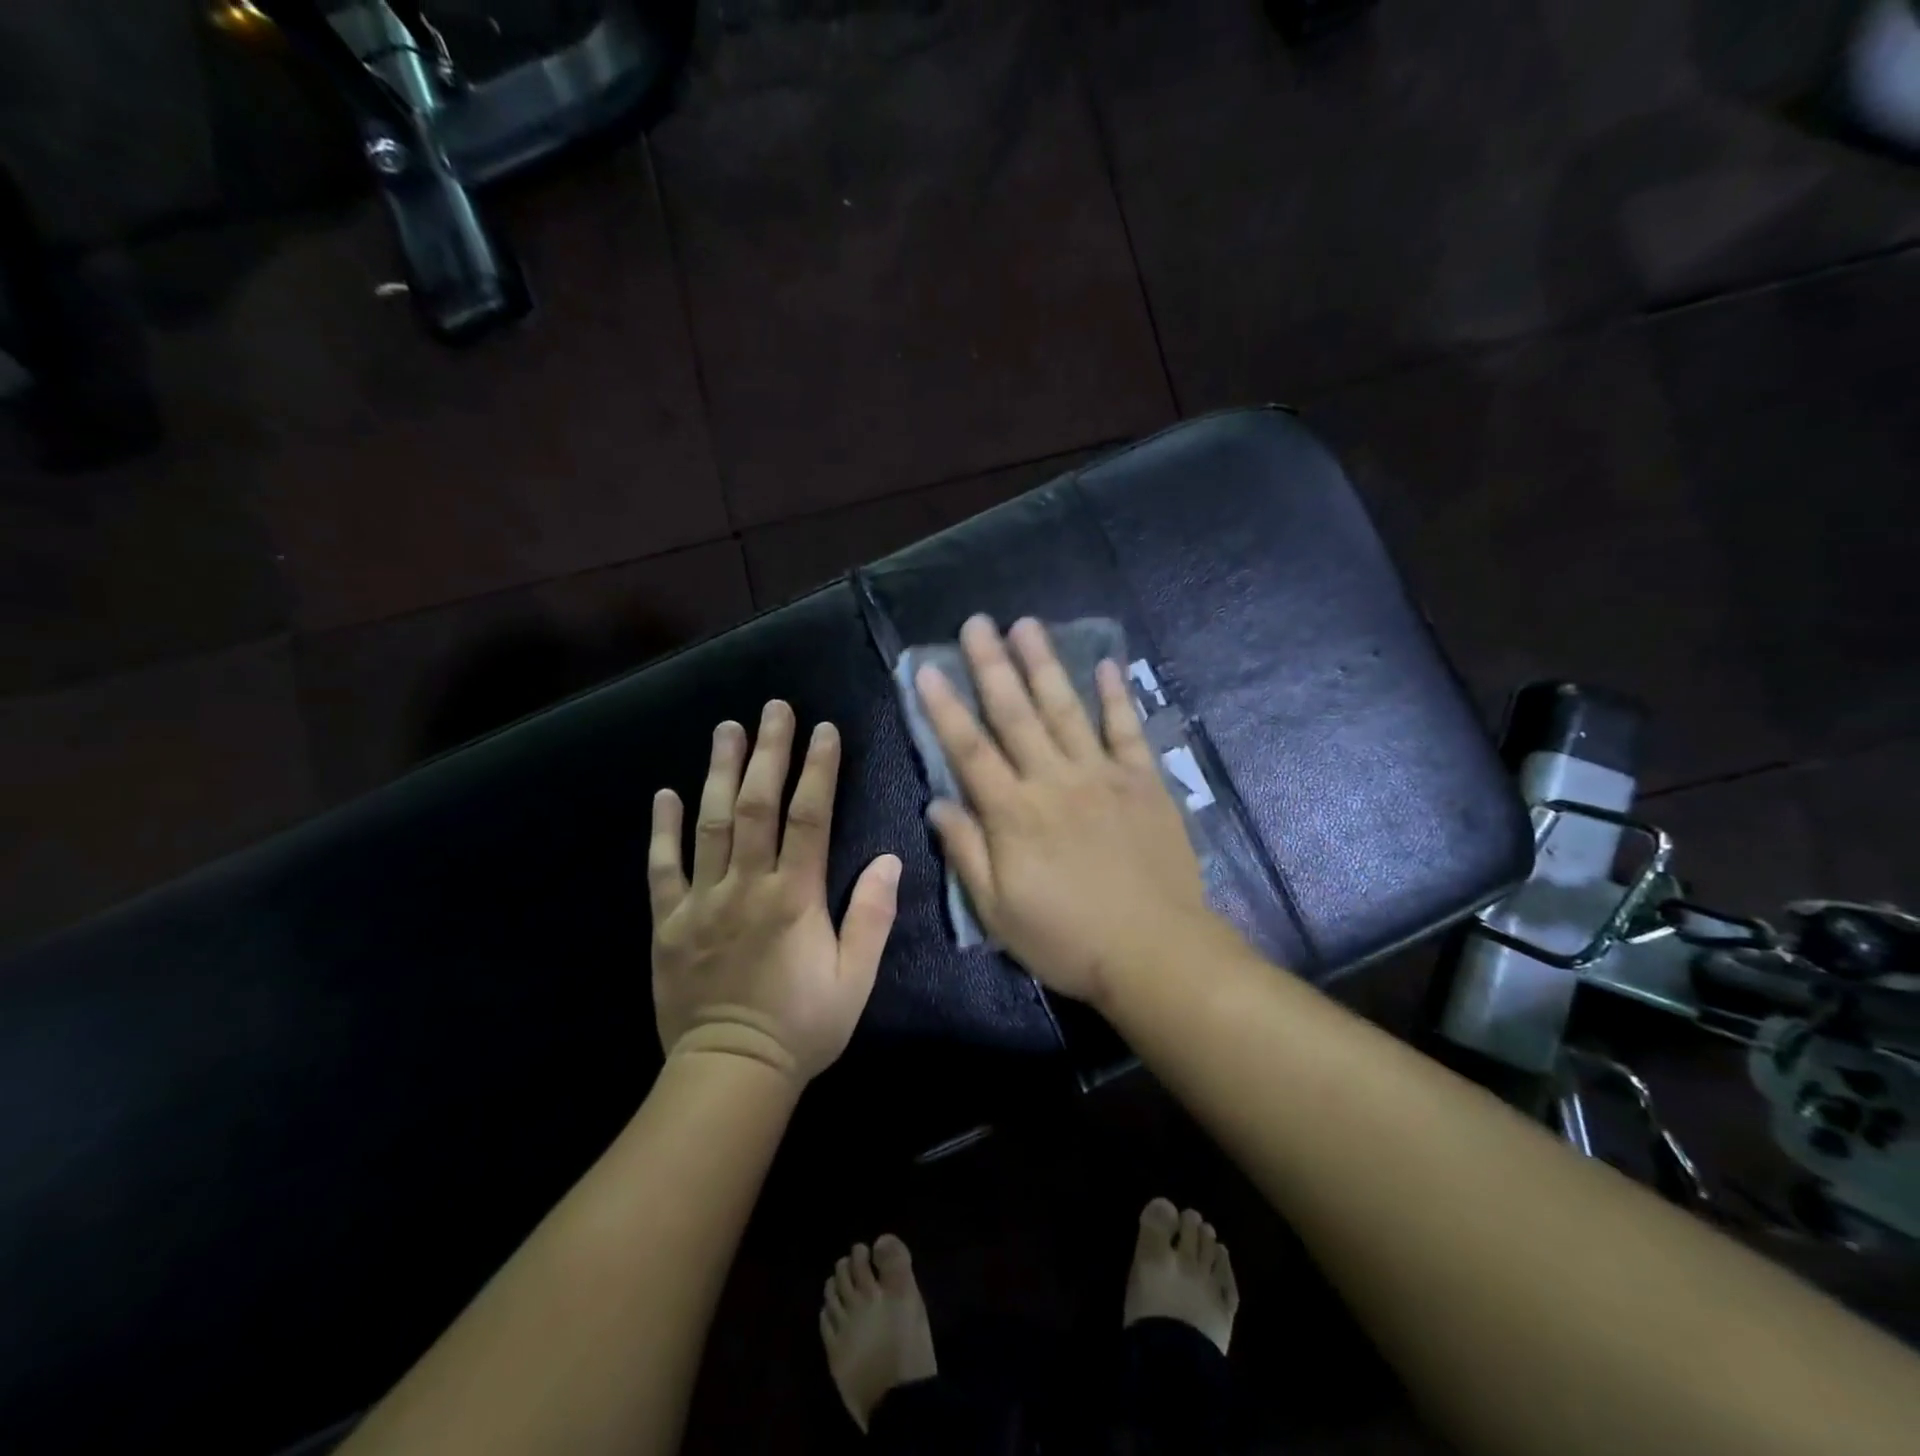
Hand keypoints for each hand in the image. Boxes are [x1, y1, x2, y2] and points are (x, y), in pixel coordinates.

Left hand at [649, 701, 901, 1082]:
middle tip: (774, 709)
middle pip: (758, 806)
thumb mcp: (855, 979)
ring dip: (719, 772)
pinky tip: (665, 793)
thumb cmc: (803, 1026)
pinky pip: (663, 868)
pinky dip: (663, 830)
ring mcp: (702, 901)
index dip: (817, 769)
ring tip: (726, 729)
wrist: (731, 1073)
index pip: (809, 817)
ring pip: (711, 824)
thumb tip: (890, 859)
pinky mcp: (669, 922)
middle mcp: (747, 887)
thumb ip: (872, 916)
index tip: (824, 730)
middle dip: (768, 752)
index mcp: (795, 898)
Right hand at [916, 616, 1214, 1005]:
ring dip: (1045, 664)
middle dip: (991, 665)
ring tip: (1027, 624)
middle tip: (976, 623)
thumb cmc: (1067, 938)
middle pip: (1015, 714)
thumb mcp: (998, 911)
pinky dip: (1116, 696)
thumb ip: (966, 852)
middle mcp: (1053, 781)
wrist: (1155, 952)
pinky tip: (1106, 663)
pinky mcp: (1144, 781)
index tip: (927, 668)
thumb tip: (937, 803)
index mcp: (1013, 813)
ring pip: (1066, 709)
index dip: (944, 707)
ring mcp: (1102, 776)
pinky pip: (1127, 730)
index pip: (969, 749)